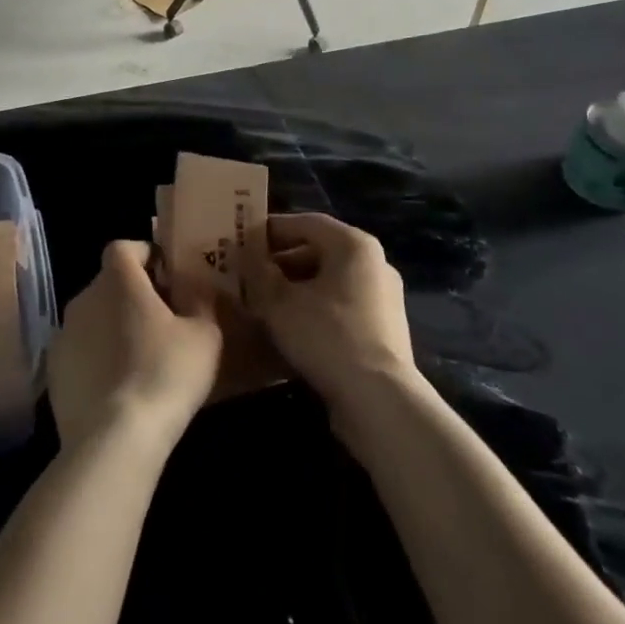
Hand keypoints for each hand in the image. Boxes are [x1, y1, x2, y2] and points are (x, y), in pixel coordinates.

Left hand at [47, 240, 222, 456]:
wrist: (114, 439)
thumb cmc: (165, 374)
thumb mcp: (205, 335)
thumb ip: (200, 302)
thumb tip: (193, 289)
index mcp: (117, 280)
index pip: (124, 247)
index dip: (144, 256)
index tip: (166, 277)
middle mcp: (83, 298)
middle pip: (108, 284)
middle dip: (132, 296)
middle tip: (161, 321)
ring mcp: (63, 335)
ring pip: (93, 319)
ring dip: (112, 328)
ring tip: (140, 359)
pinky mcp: (53, 373)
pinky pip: (80, 353)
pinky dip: (96, 360)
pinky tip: (117, 388)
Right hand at [244, 213, 417, 421]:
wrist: (379, 401)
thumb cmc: (327, 336)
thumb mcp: (279, 302)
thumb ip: (259, 273)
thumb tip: (247, 256)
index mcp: (353, 244)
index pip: (306, 222)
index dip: (271, 230)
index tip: (241, 242)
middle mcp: (374, 263)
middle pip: (318, 251)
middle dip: (281, 262)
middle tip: (249, 275)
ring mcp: (383, 297)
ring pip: (329, 281)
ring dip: (296, 288)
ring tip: (263, 304)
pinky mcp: (383, 329)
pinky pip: (341, 306)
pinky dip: (315, 309)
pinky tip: (290, 329)